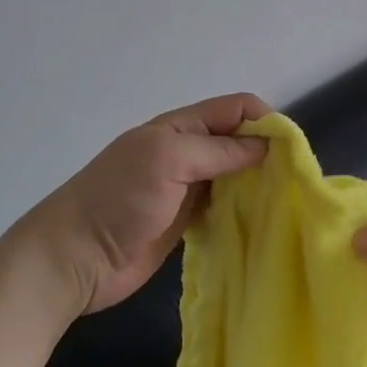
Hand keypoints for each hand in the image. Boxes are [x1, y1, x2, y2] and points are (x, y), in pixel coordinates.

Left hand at [28, 93, 271, 313]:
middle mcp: (187, 151)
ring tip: (284, 201)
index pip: (235, 108)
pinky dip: (243, 208)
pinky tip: (260, 221)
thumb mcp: (168, 161)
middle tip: (293, 181)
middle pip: (238, 140)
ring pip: (234, 174)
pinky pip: (224, 205)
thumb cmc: (118, 200)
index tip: (289, 151)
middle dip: (267, 153)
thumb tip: (267, 145)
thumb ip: (218, 150)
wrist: (73, 259)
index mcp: (181, 127)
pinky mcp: (186, 219)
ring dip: (257, 182)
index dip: (265, 121)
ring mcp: (186, 187)